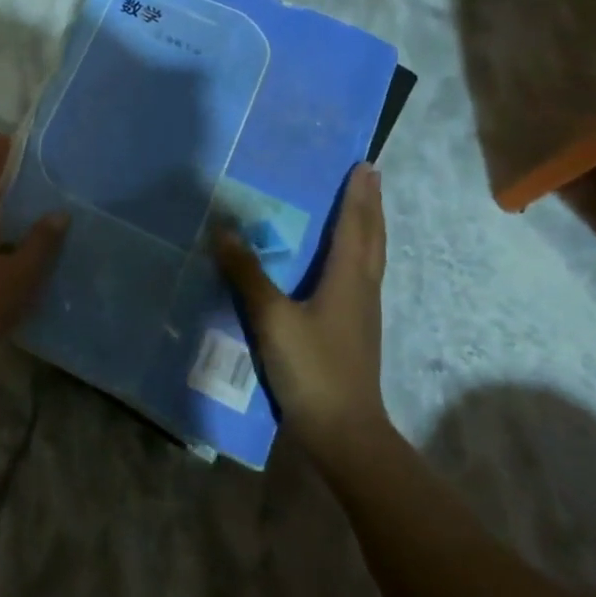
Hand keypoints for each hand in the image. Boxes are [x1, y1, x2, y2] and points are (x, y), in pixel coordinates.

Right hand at [214, 163, 389, 461]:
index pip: (355, 226)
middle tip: (369, 177)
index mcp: (348, 280)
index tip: (364, 165)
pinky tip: (342, 265)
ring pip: (371, 259)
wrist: (344, 431)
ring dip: (367, 229)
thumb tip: (223, 230)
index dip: (358, 196)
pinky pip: (360, 278)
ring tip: (360, 210)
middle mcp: (362, 290)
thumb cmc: (312, 368)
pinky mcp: (354, 332)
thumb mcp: (272, 319)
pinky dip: (357, 256)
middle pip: (372, 239)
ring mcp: (362, 314)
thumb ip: (247, 274)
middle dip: (370, 206)